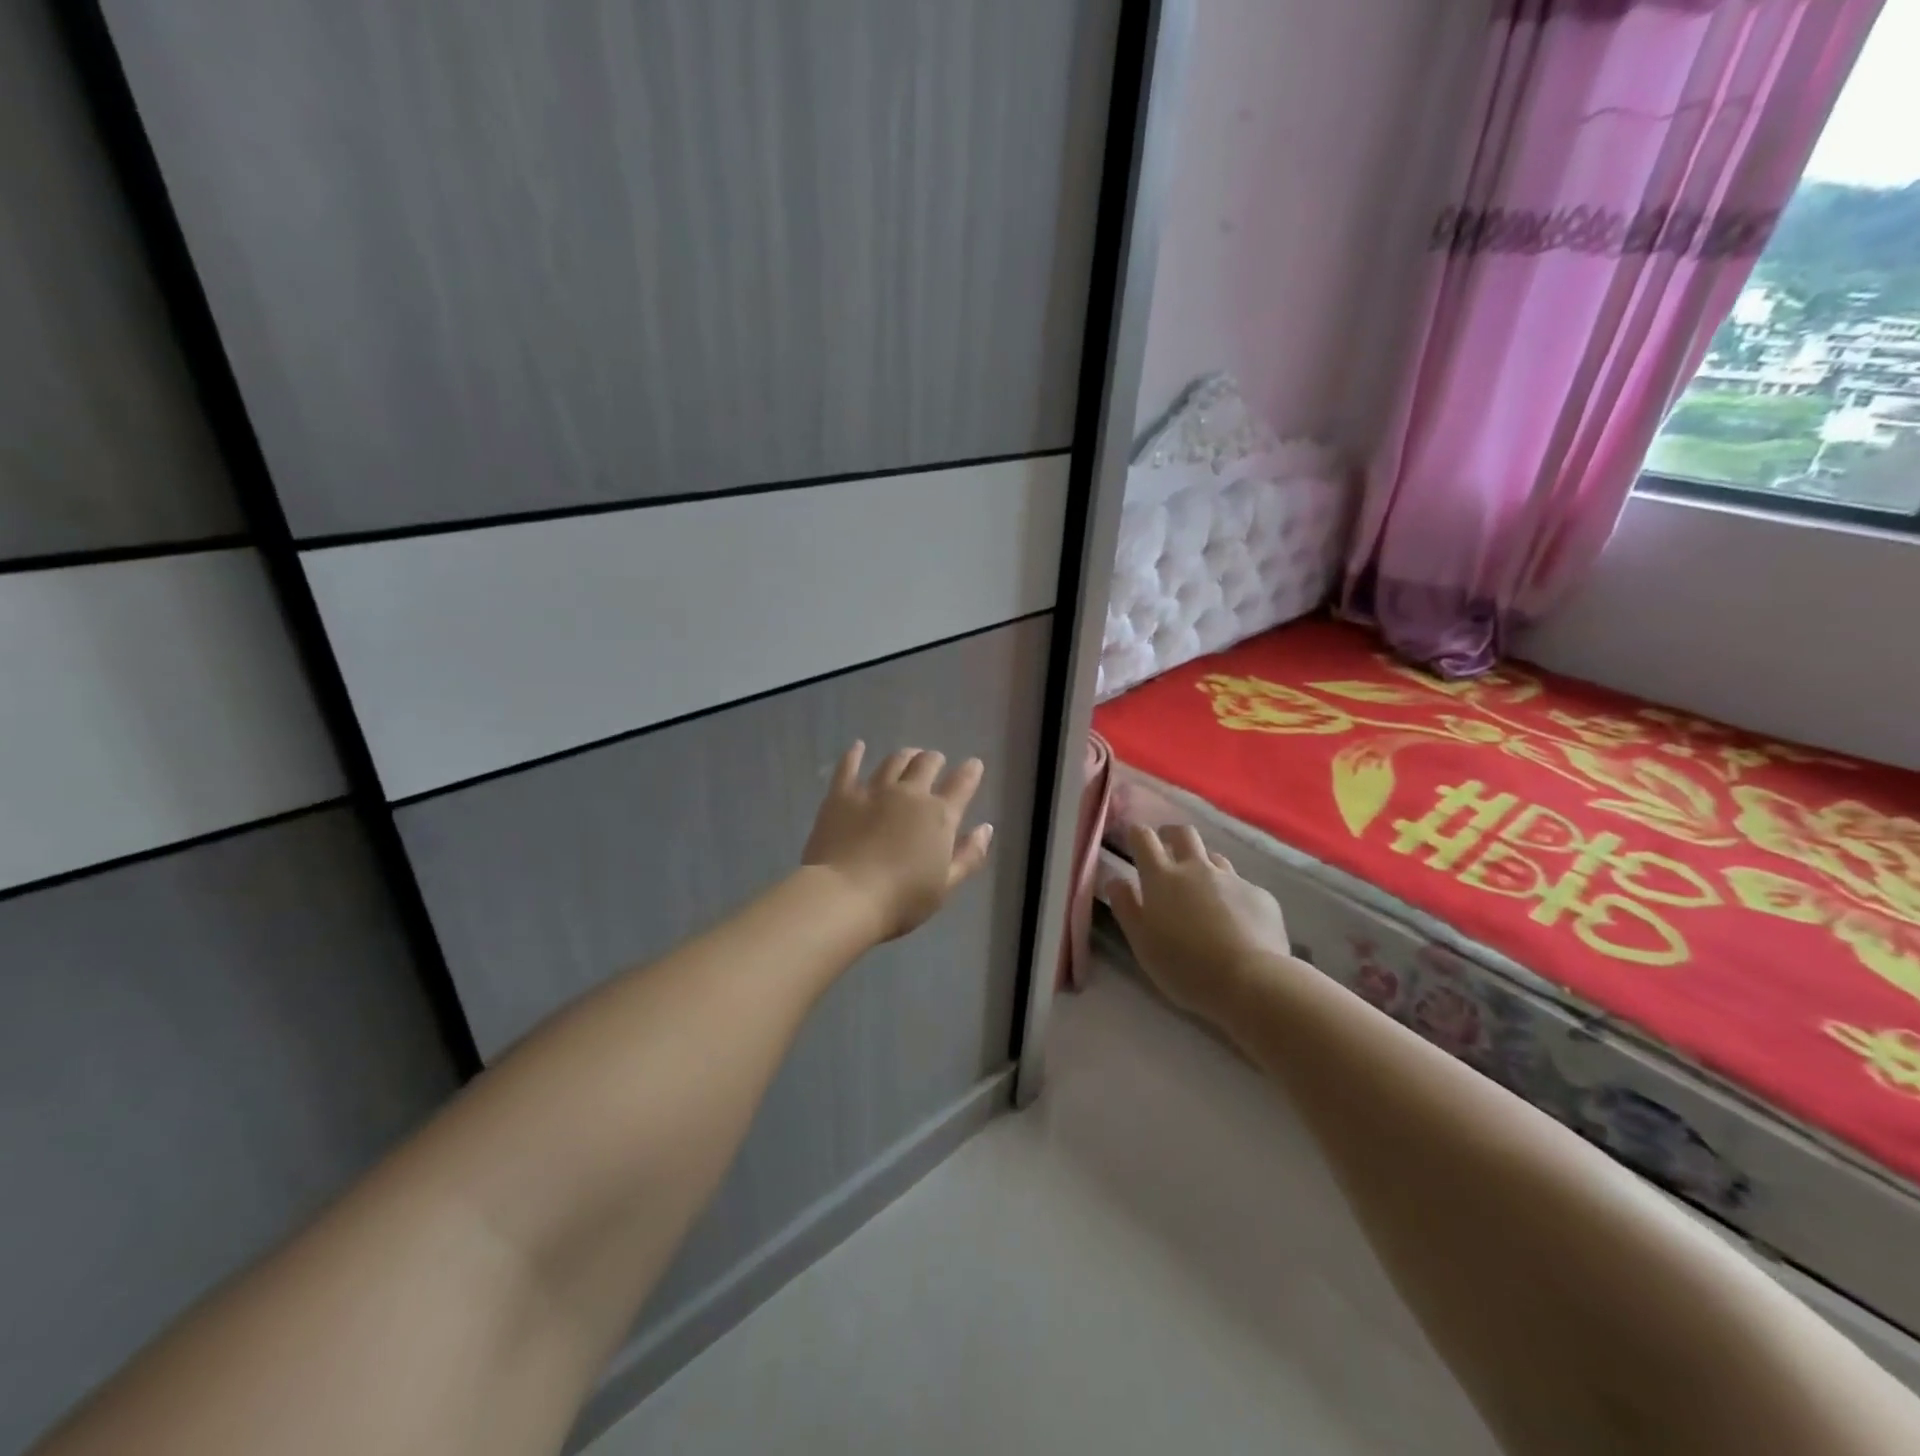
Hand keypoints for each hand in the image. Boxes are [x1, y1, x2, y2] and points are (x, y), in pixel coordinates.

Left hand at [802, 743, 994, 942]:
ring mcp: (874, 791)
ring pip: (893, 761)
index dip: (970, 772)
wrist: (846, 897)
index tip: (974, 764)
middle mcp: (910, 794)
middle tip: (935, 761)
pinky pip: (849, 767)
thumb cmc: (902, 900)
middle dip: (934, 760)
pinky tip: (858, 746)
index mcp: (939, 816)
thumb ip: (969, 855)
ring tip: (907, 756)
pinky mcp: (841, 795)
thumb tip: (986, 828)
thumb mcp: (946, 885)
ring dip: (905, 756)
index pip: (961, 785)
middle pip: (926, 764)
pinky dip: (855, 754)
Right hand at [1109, 823, 1291, 1025]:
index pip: (1144, 839)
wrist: (1250, 981)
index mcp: (1162, 878)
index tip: (1135, 838)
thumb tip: (1116, 880)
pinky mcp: (1260, 896)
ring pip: (1215, 858)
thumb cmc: (1185, 966)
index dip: (1138, 834)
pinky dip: (1234, 897)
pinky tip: (1238, 923)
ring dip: (1204, 866)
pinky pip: (1243, 887)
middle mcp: (1197, 869)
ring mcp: (1232, 879)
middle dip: (1172, 834)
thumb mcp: (1142, 943)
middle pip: (1184, 834)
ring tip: (1203, 890)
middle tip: (1167, 846)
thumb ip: (1126, 907)